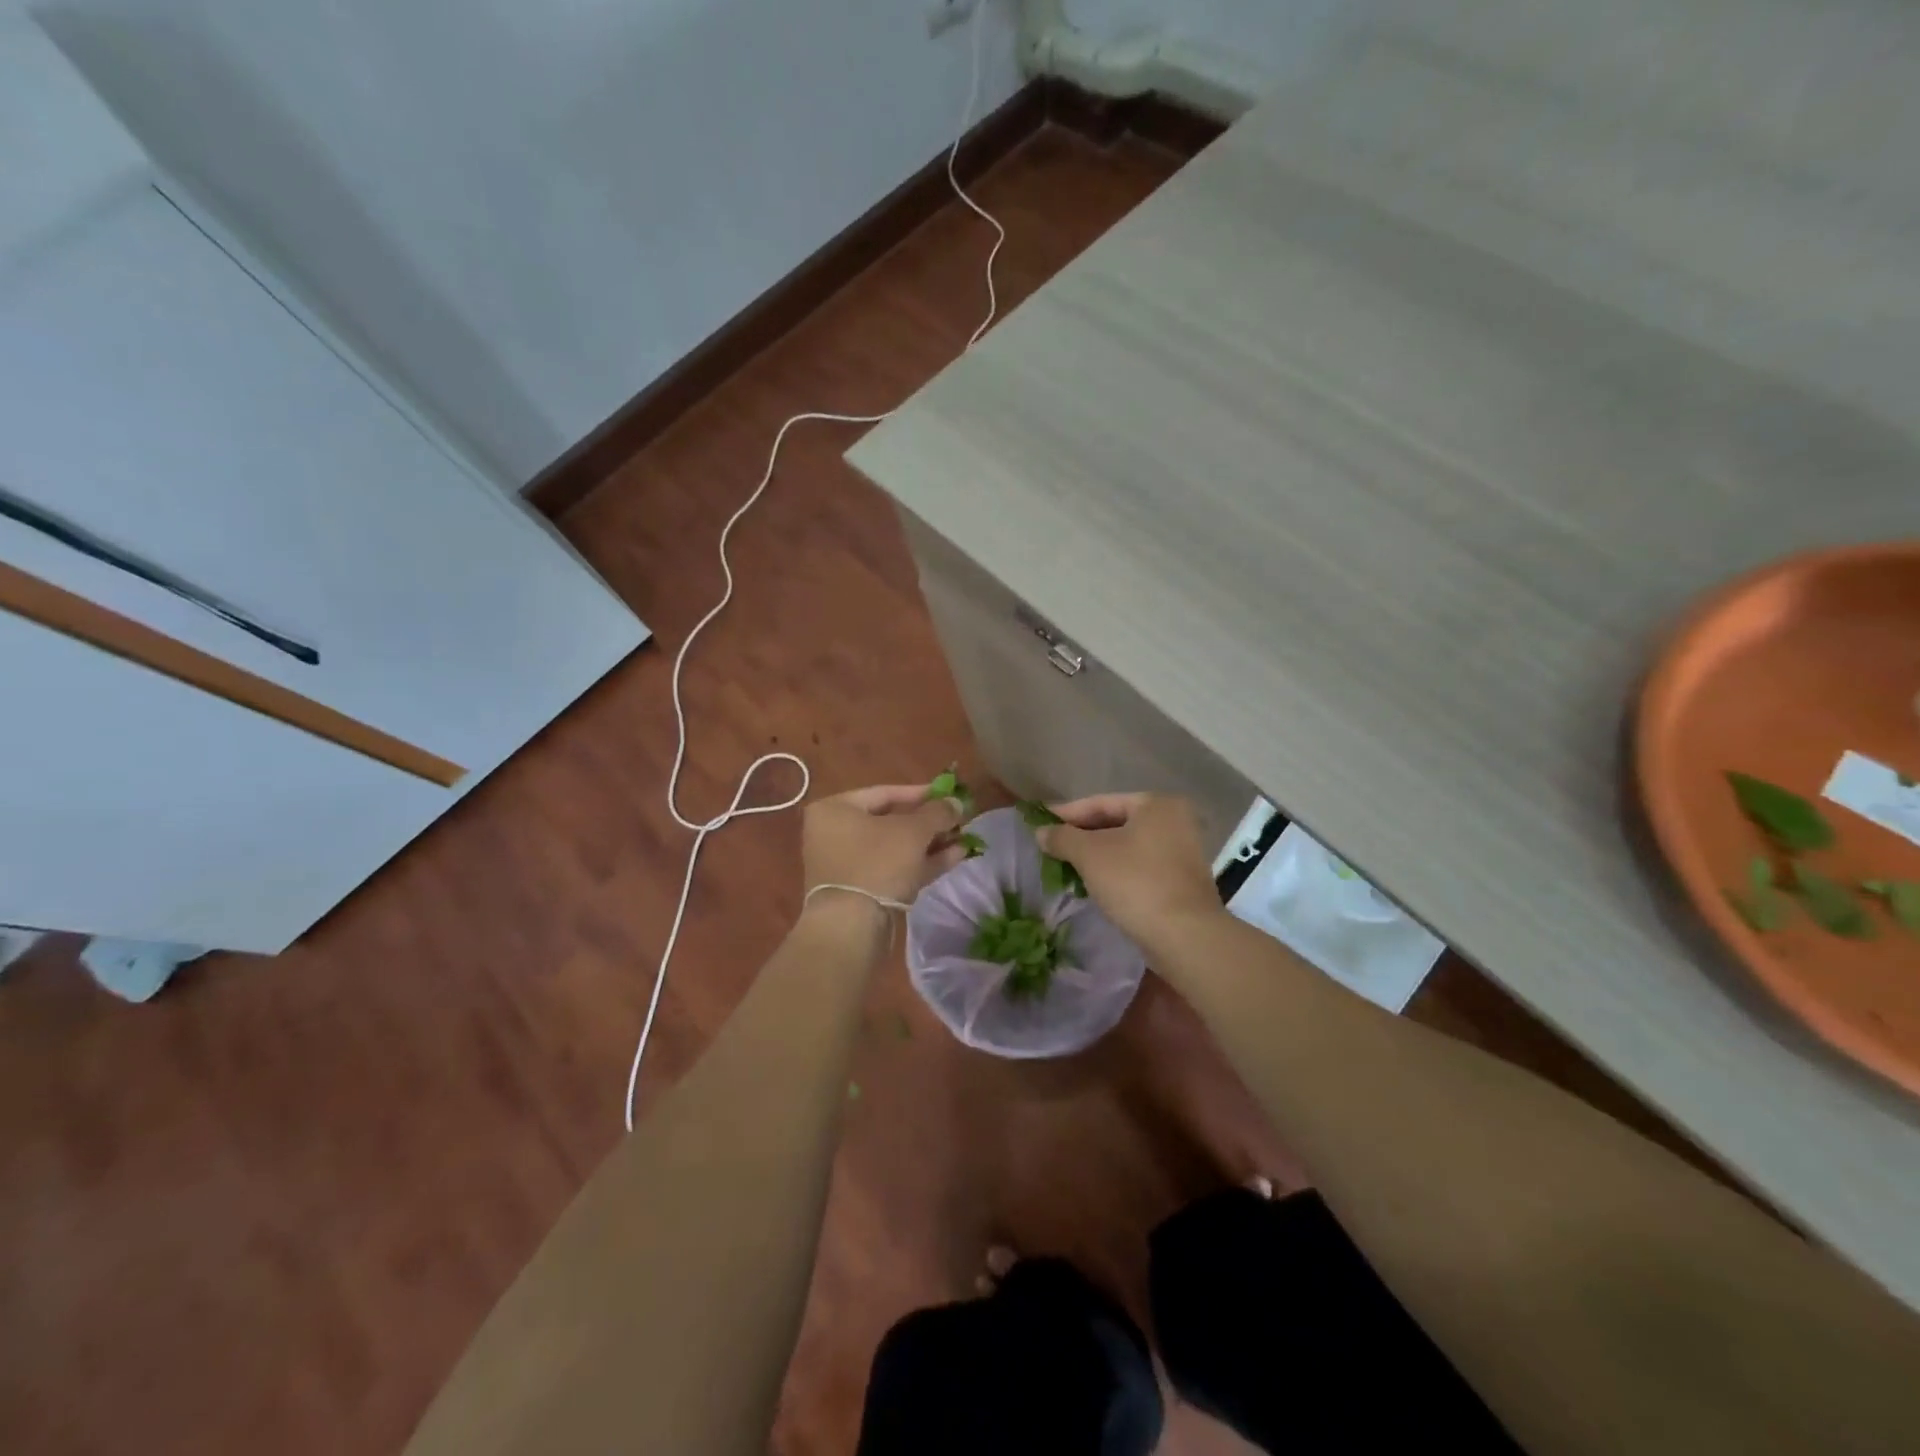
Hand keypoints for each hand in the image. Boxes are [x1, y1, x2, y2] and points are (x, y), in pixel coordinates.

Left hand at [802, 784, 964, 906]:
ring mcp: (847, 864)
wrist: (851, 927)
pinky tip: (955, 858)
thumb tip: (956, 802)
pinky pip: (894, 869)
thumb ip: (937, 812)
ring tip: (964, 839)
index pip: (884, 792)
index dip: (921, 793)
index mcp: (835, 809)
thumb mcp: (913, 831)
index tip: (949, 794)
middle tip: (959, 820)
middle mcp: (835, 833)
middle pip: (891, 821)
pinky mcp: (860, 891)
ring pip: (895, 848)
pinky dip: (921, 863)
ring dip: (930, 843)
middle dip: (929, 822)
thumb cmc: (877, 863)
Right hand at [1036, 793, 1222, 948]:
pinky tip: (1094, 885)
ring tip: (1066, 867)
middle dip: (1081, 837)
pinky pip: (1139, 867)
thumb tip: (1041, 832)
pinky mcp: (1181, 881)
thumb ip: (1062, 837)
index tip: (1040, 823)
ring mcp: (1182, 852)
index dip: (1066, 814)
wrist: (1185, 937)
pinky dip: (1116, 872)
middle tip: (1051, 847)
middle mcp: (1175, 821)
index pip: (1101, 802)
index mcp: (1157, 804)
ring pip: (1127, 847)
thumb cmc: (1136, 882)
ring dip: (1097, 856)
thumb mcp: (1089, 855)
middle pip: (1115, 823)